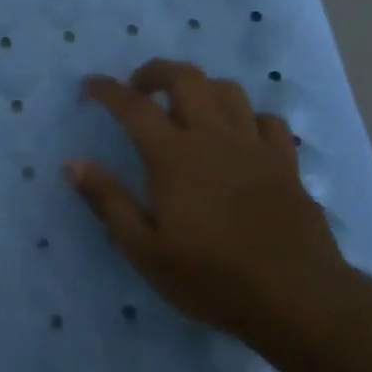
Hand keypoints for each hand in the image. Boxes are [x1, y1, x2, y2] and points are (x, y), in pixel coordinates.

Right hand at [65, 59, 349, 342]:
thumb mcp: (145, 250)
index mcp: (173, 156)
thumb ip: (108, 201)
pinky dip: (246, 117)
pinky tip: (238, 136)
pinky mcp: (286, 162)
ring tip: (185, 108)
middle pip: (186, 78)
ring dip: (200, 88)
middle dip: (156, 72)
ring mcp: (255, 146)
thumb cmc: (212, 278)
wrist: (298, 299)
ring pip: (227, 90)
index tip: (89, 86)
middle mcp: (213, 137)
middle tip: (138, 89)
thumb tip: (73, 163)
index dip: (107, 90)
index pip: (133, 106)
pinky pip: (267, 119)